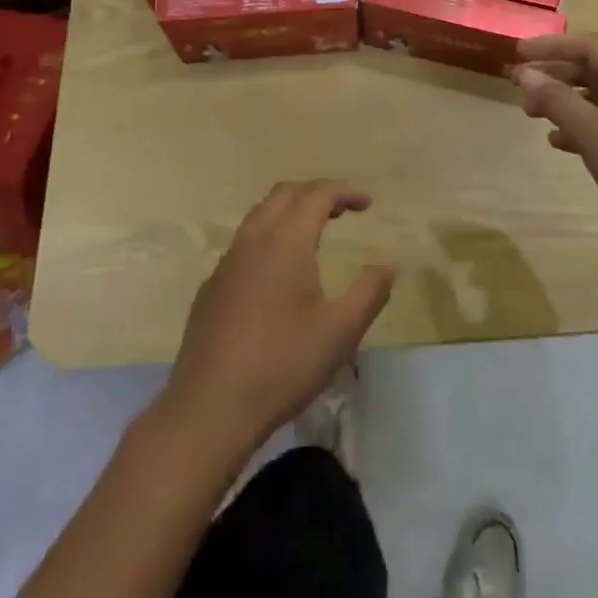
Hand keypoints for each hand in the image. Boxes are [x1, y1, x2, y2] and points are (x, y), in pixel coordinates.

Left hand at [160, 180, 394, 457]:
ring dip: (290, 212)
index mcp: (286, 240)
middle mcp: (254, 238)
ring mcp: (228, 261)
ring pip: (261, 215)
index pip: (317, 194)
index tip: (367, 203)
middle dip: (316, 193)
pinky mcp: (212, 285)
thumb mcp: (340, 333)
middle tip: (342, 210)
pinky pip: (244, 243)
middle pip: (286, 194)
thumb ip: (369, 293)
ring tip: (314, 234)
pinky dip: (269, 238)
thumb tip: (387, 266)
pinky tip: (279, 274)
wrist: (210, 406)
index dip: (344, 192)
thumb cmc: (283, 364)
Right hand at [516, 33, 597, 283]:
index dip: (551, 45)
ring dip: (564, 101)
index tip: (516, 53)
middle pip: (594, 70)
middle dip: (555, 74)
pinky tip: (558, 143)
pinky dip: (579, 128)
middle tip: (518, 87)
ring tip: (532, 114)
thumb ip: (560, 101)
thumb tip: (525, 72)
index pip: (590, 47)